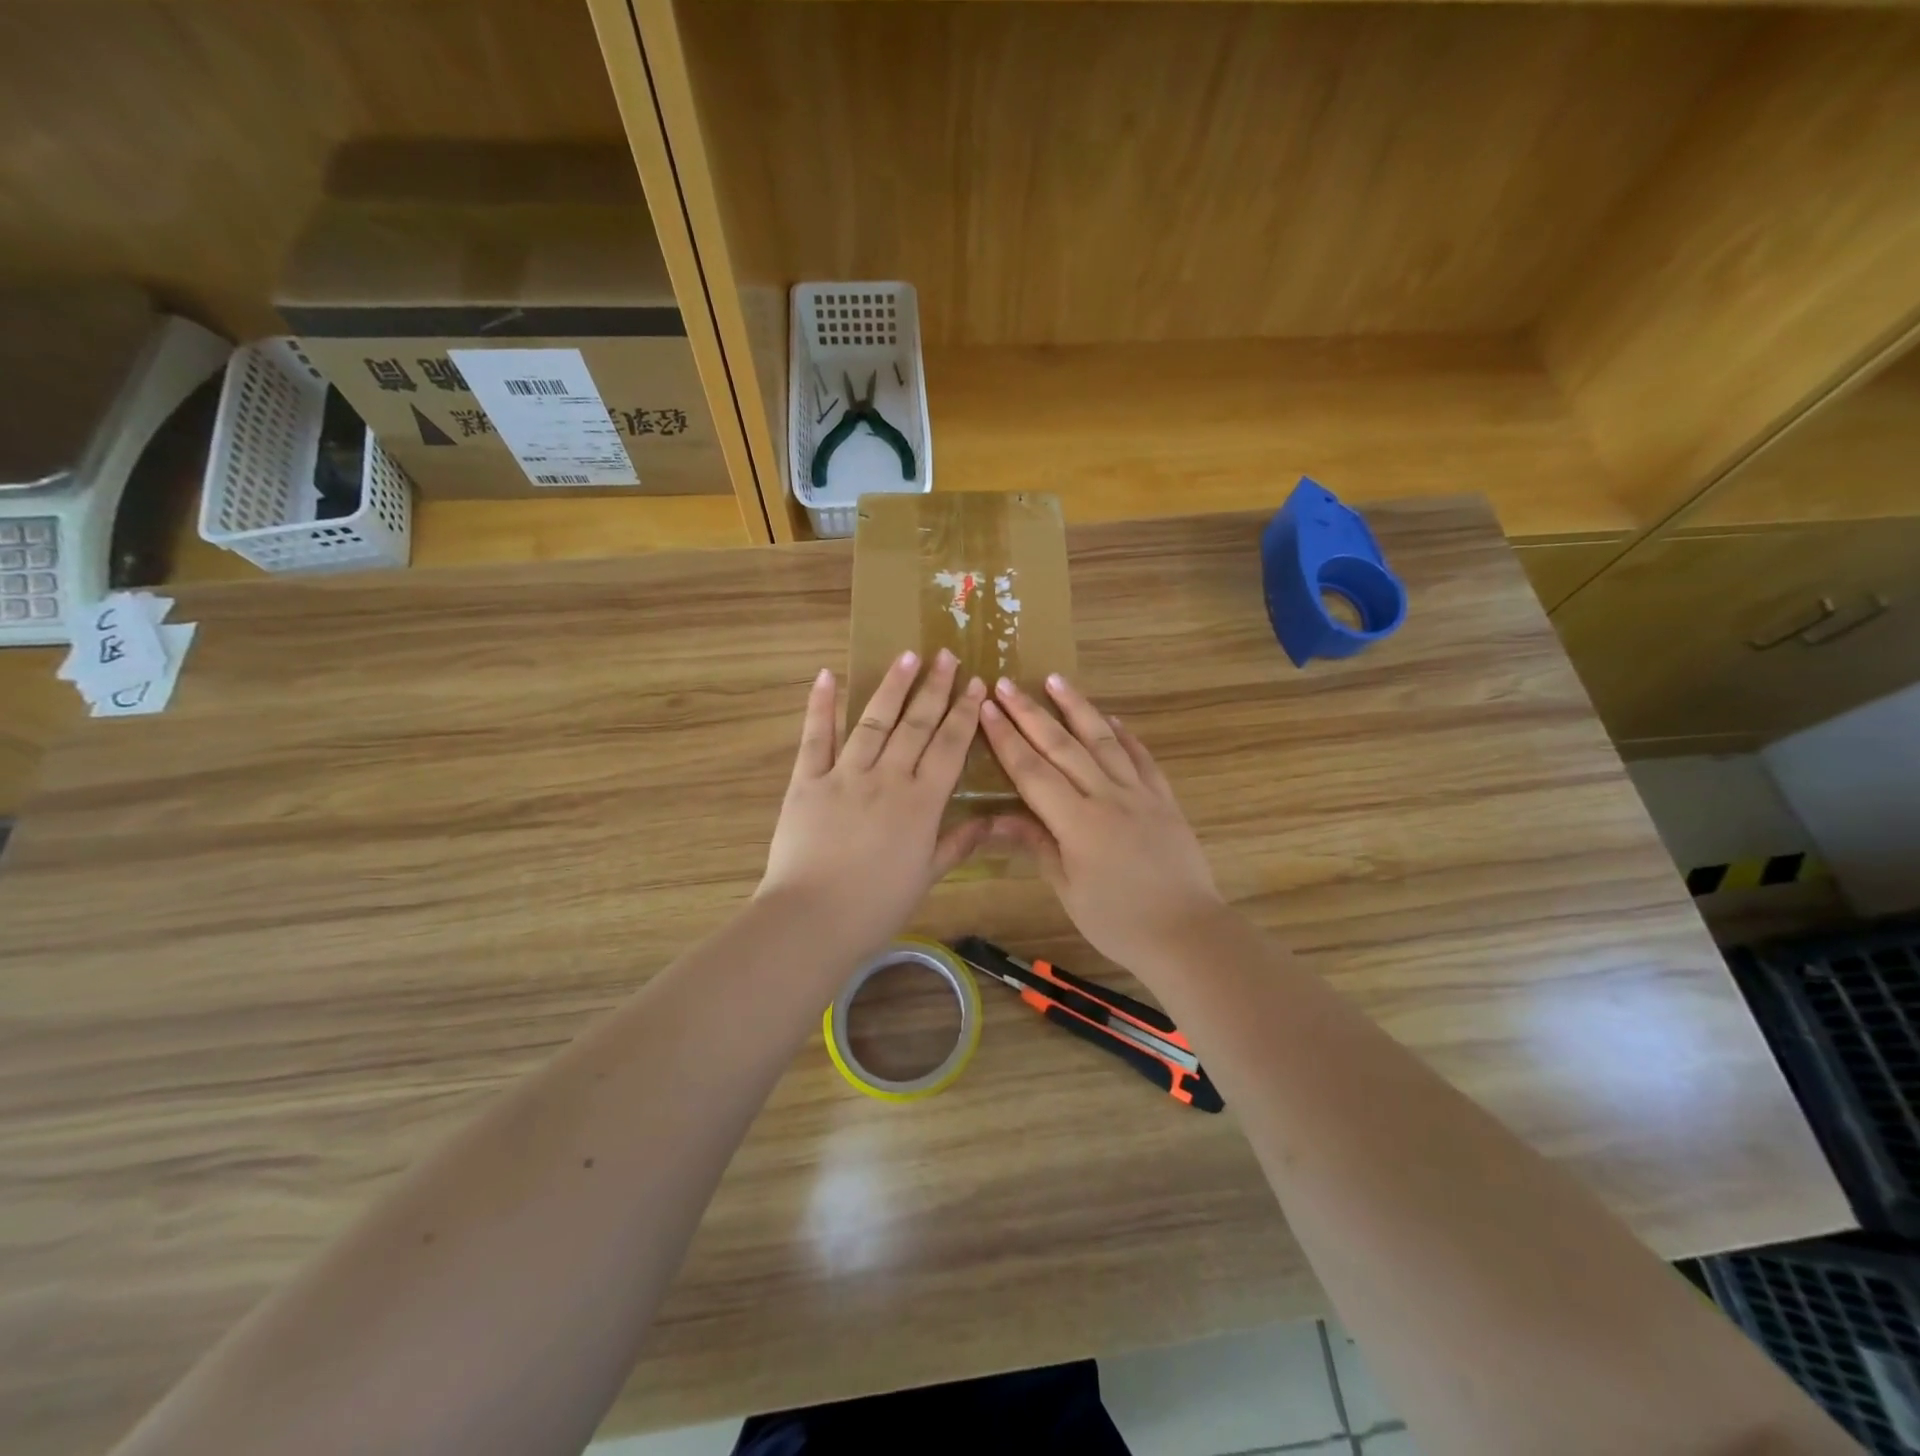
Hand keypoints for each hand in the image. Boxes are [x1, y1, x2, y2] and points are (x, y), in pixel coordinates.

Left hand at [757, 649, 989, 957]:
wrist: (812, 920)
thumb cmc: (876, 906)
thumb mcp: (926, 877)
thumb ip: (958, 844)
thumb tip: (992, 820)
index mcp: (921, 803)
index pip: (950, 747)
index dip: (965, 714)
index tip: (977, 684)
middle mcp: (887, 779)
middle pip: (916, 725)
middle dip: (935, 689)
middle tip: (947, 655)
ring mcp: (844, 775)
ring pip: (874, 721)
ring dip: (892, 686)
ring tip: (907, 655)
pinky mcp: (806, 781)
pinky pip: (815, 737)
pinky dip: (821, 705)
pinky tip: (828, 675)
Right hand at [978, 675, 1231, 978]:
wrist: (1187, 933)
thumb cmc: (1118, 922)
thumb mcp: (1067, 888)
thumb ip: (1035, 844)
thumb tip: (995, 819)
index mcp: (1077, 822)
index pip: (1032, 771)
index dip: (1006, 738)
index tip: (987, 707)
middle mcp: (1107, 796)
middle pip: (1063, 746)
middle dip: (1030, 713)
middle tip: (1007, 684)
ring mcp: (1140, 793)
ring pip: (1103, 740)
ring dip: (1077, 708)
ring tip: (1056, 679)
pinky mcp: (1164, 799)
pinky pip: (1142, 758)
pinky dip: (1125, 735)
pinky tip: (1111, 719)